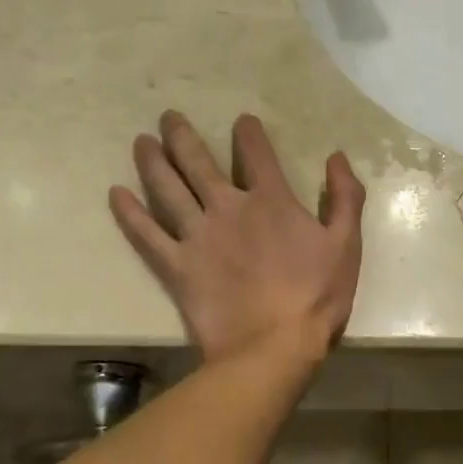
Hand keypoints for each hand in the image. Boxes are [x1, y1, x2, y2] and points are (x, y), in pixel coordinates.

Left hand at [110, 111, 364, 364]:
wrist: (274, 346)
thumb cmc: (317, 296)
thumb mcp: (346, 244)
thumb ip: (345, 196)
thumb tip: (336, 156)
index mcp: (271, 200)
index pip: (257, 154)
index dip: (248, 133)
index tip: (241, 121)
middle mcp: (228, 208)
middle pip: (199, 162)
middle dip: (183, 136)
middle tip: (168, 117)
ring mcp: (198, 236)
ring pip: (168, 188)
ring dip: (153, 161)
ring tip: (141, 142)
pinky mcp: (177, 266)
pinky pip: (147, 234)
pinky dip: (130, 213)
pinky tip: (116, 194)